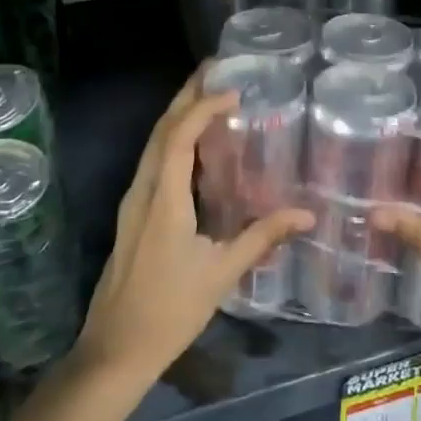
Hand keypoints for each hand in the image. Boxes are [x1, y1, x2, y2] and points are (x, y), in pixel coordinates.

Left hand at [73, 69, 313, 386]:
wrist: (115, 350)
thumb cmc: (170, 311)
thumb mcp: (221, 273)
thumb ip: (262, 238)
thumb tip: (306, 214)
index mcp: (163, 200)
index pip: (178, 137)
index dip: (202, 107)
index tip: (233, 90)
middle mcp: (142, 191)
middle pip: (160, 131)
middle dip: (185, 96)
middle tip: (213, 70)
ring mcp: (132, 203)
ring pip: (151, 145)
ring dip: (177, 116)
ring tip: (206, 97)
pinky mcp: (132, 215)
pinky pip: (152, 163)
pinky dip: (172, 141)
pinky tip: (193, 148)